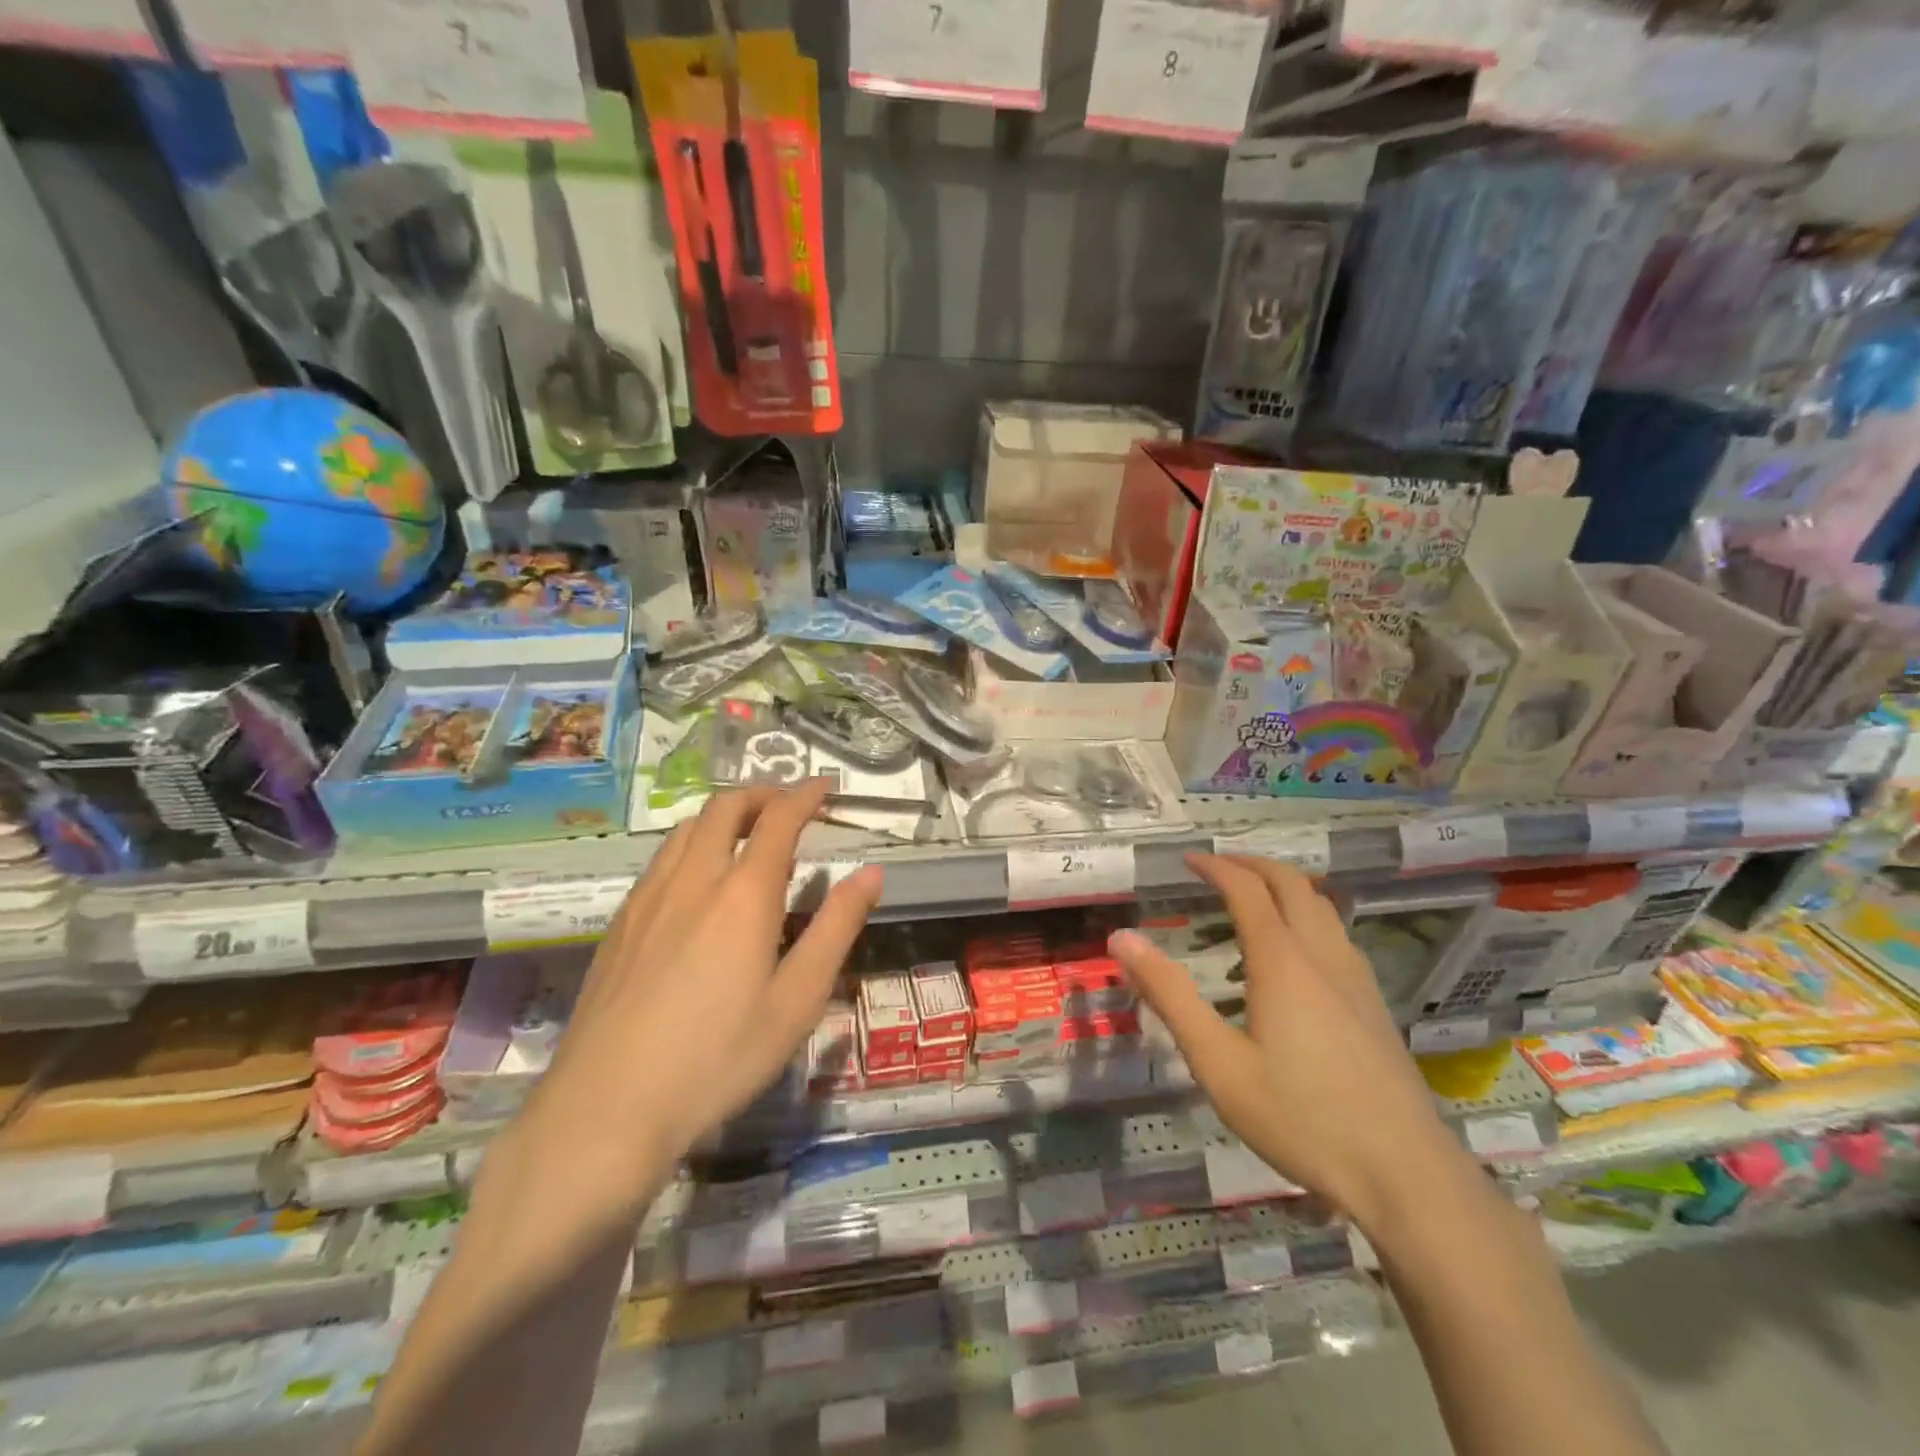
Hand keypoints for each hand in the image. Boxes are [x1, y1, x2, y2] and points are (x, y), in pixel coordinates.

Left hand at [535, 780, 881, 1165]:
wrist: (606, 1109)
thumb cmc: (719, 1058)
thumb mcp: (797, 1000)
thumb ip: (837, 928)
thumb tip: (871, 873)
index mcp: (743, 895)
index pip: (778, 819)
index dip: (805, 795)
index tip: (825, 787)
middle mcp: (693, 880)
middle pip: (724, 808)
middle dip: (761, 794)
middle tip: (789, 805)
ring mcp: (648, 899)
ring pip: (686, 829)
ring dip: (723, 814)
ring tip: (746, 832)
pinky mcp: (619, 924)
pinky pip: (661, 859)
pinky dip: (691, 843)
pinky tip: (697, 880)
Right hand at [1108, 854, 1470, 1231]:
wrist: (1407, 1175)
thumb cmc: (1301, 1118)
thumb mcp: (1218, 1063)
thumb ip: (1170, 996)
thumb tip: (1122, 939)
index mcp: (1282, 962)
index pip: (1247, 890)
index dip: (1216, 867)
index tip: (1187, 860)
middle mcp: (1323, 956)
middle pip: (1292, 884)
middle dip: (1252, 864)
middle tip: (1217, 867)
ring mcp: (1356, 979)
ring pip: (1321, 906)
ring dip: (1283, 887)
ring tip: (1250, 901)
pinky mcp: (1374, 1005)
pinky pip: (1336, 934)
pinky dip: (1305, 916)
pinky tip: (1292, 956)